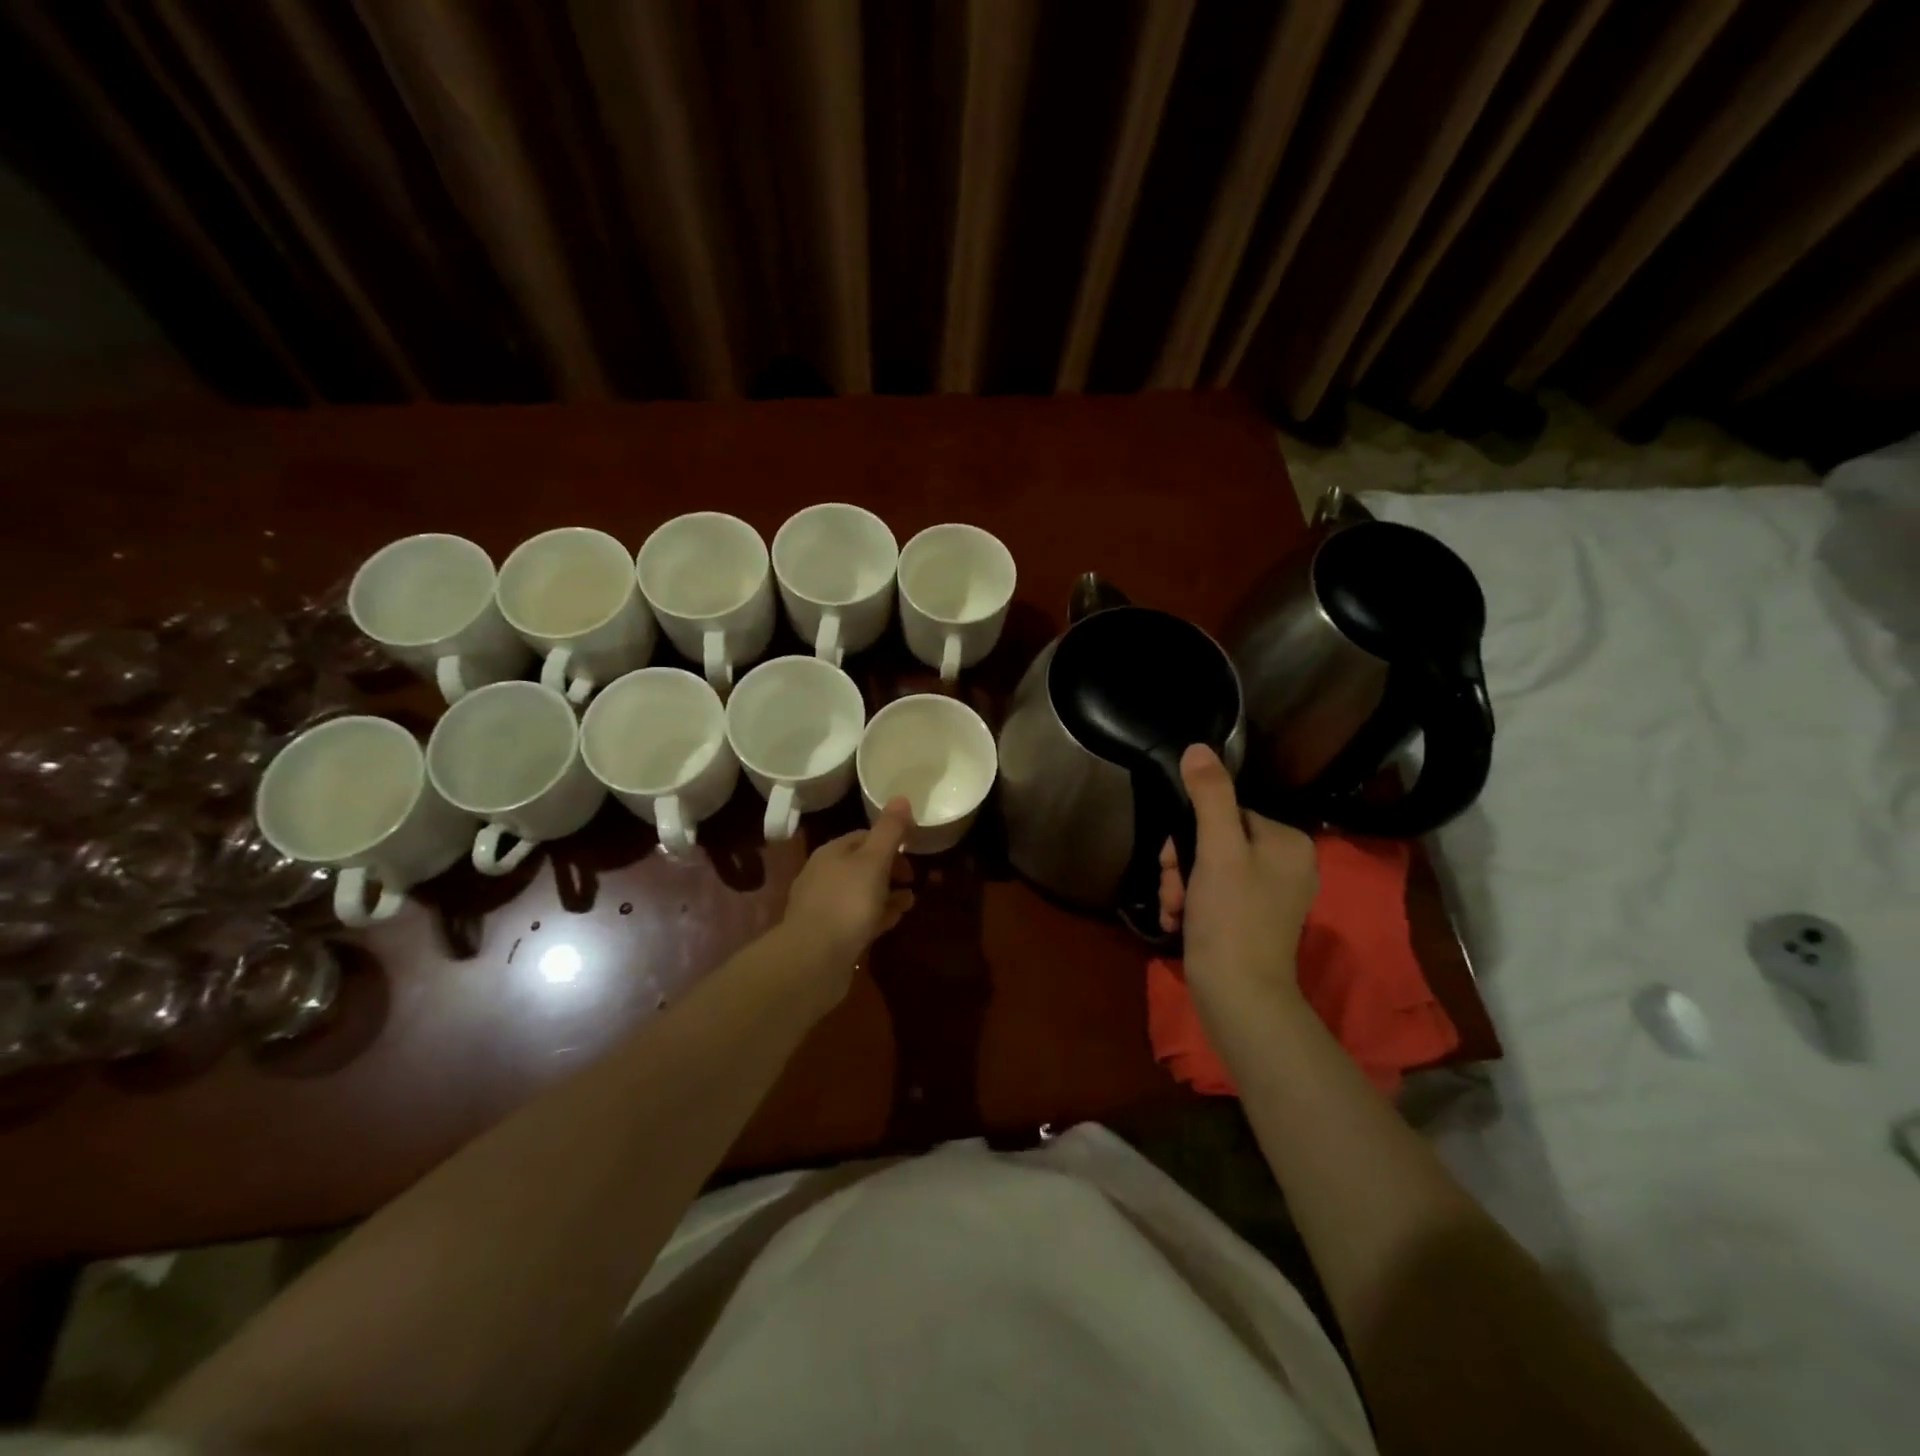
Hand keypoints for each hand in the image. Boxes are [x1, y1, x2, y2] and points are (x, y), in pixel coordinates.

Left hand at [781, 797, 915, 987]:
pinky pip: (858, 918)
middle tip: (913, 879)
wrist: (813, 960)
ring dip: (887, 894)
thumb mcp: (873, 861)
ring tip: (911, 901)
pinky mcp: (829, 935)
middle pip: (862, 865)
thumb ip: (889, 830)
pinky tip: (894, 921)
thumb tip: (901, 798)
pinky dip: (878, 915)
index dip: (890, 841)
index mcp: (831, 853)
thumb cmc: (846, 903)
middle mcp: (823, 876)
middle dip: (889, 869)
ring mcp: (824, 907)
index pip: (863, 836)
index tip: (913, 851)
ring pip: (861, 893)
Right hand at [1159, 745, 1316, 1011]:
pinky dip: (1190, 905)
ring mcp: (1269, 895)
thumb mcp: (1217, 851)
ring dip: (1180, 886)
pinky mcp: (1252, 920)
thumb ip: (1210, 796)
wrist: (1238, 999)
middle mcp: (1285, 864)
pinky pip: (1213, 894)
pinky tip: (1179, 922)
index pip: (1225, 811)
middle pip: (1213, 840)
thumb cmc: (1231, 919)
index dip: (1190, 833)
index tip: (1173, 860)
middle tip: (1174, 889)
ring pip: (1206, 868)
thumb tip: (1198, 746)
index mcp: (1288, 842)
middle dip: (1182, 864)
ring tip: (1176, 911)